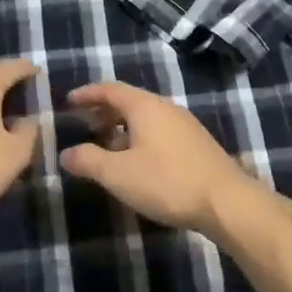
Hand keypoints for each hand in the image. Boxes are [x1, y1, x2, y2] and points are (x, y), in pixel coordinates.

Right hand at [58, 82, 257, 236]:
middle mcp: (165, 107)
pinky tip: (137, 161)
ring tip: (107, 145)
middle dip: (104, 110)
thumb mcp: (118, 174)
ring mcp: (184, 125)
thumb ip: (88, 161)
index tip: (68, 101)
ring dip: (122, 126)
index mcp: (144, 106)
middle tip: (84, 124)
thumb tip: (65, 154)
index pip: (109, 89)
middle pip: (129, 100)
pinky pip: (160, 130)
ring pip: (146, 117)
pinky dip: (140, 137)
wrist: (226, 201)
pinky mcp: (196, 143)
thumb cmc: (167, 181)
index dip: (87, 94)